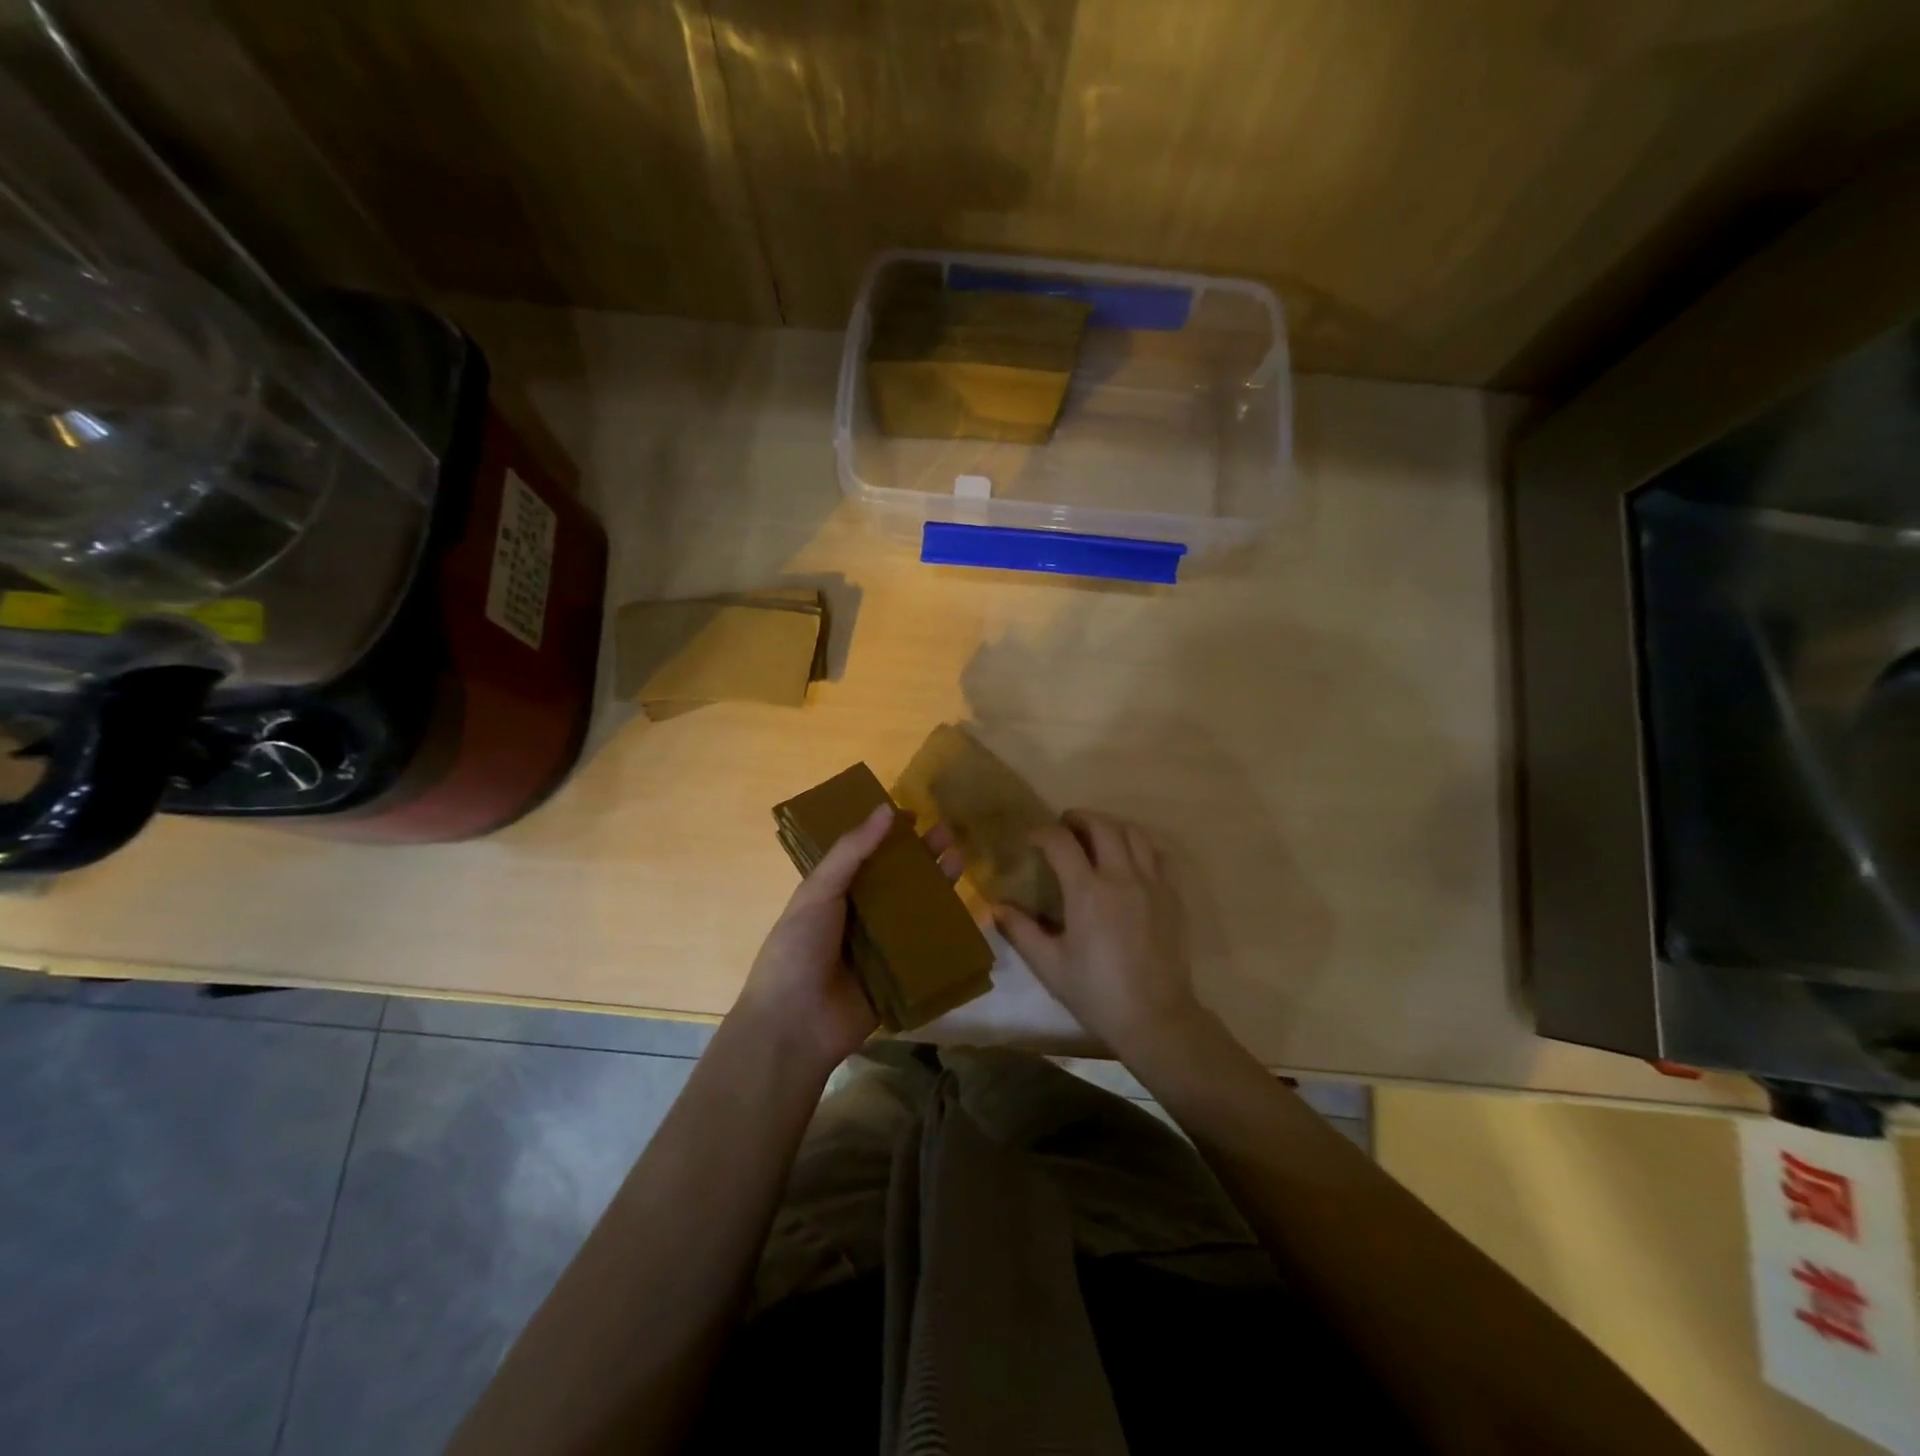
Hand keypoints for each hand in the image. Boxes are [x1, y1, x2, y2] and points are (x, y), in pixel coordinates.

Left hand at [734, 803, 958, 1076]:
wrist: (794, 1026)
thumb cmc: (798, 949)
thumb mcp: (818, 891)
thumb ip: (852, 851)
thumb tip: (886, 809)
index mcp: (833, 894)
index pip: (866, 856)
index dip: (889, 835)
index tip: (916, 815)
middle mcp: (858, 916)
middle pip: (896, 880)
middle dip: (920, 857)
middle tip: (947, 834)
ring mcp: (879, 947)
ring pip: (914, 911)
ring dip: (935, 887)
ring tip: (959, 860)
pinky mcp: (899, 977)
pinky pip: (924, 950)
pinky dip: (941, 931)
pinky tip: (964, 910)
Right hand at [996, 810, 1206, 1062]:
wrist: (1155, 1017)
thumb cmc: (1096, 993)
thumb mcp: (1049, 965)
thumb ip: (1020, 931)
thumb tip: (996, 907)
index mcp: (1087, 891)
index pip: (1061, 842)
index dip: (1042, 833)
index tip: (1030, 839)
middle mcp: (1121, 876)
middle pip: (1101, 826)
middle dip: (1078, 818)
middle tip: (1064, 826)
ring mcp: (1152, 883)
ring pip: (1134, 832)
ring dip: (1110, 825)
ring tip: (1096, 836)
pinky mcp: (1172, 896)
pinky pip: (1158, 854)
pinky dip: (1139, 845)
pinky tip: (1129, 859)